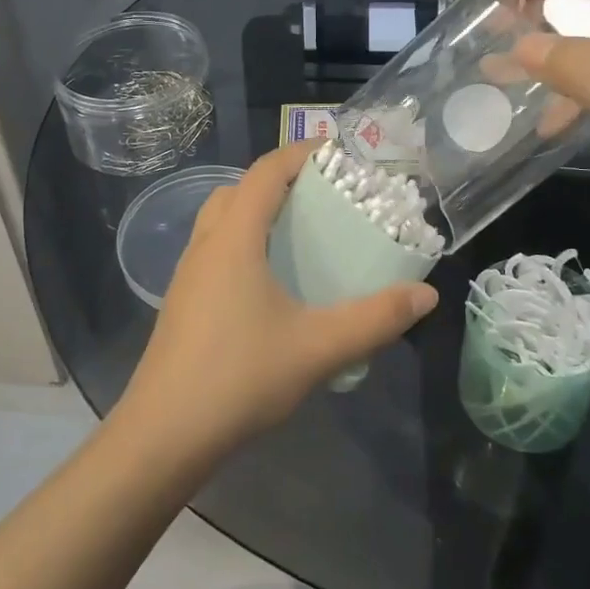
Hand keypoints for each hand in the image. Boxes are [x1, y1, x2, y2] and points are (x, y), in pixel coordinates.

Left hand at [116, 142, 437, 459]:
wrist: (163, 435)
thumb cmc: (239, 378)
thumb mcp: (317, 347)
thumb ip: (375, 319)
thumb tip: (426, 295)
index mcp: (234, 238)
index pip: (265, 172)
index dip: (300, 152)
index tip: (337, 152)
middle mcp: (205, 244)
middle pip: (239, 190)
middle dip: (278, 181)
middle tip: (321, 195)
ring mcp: (187, 274)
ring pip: (221, 220)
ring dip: (256, 212)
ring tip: (299, 234)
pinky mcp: (182, 302)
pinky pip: (214, 250)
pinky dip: (243, 243)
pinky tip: (270, 282)